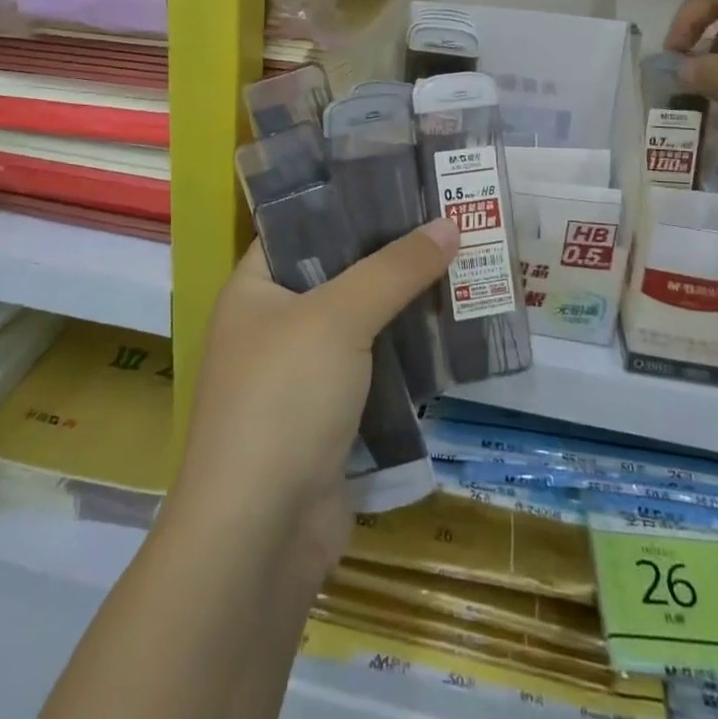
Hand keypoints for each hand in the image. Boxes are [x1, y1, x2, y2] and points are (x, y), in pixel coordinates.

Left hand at [167, 219, 458, 581]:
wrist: (260, 534)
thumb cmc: (283, 399)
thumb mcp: (338, 318)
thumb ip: (393, 269)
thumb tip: (450, 224)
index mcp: (254, 289)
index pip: (301, 225)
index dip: (349, 203)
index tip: (404, 184)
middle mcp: (273, 325)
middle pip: (339, 273)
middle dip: (391, 255)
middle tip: (448, 223)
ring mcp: (301, 375)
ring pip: (362, 323)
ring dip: (406, 305)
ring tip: (462, 267)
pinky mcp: (330, 417)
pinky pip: (375, 368)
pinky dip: (407, 353)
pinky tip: (452, 332)